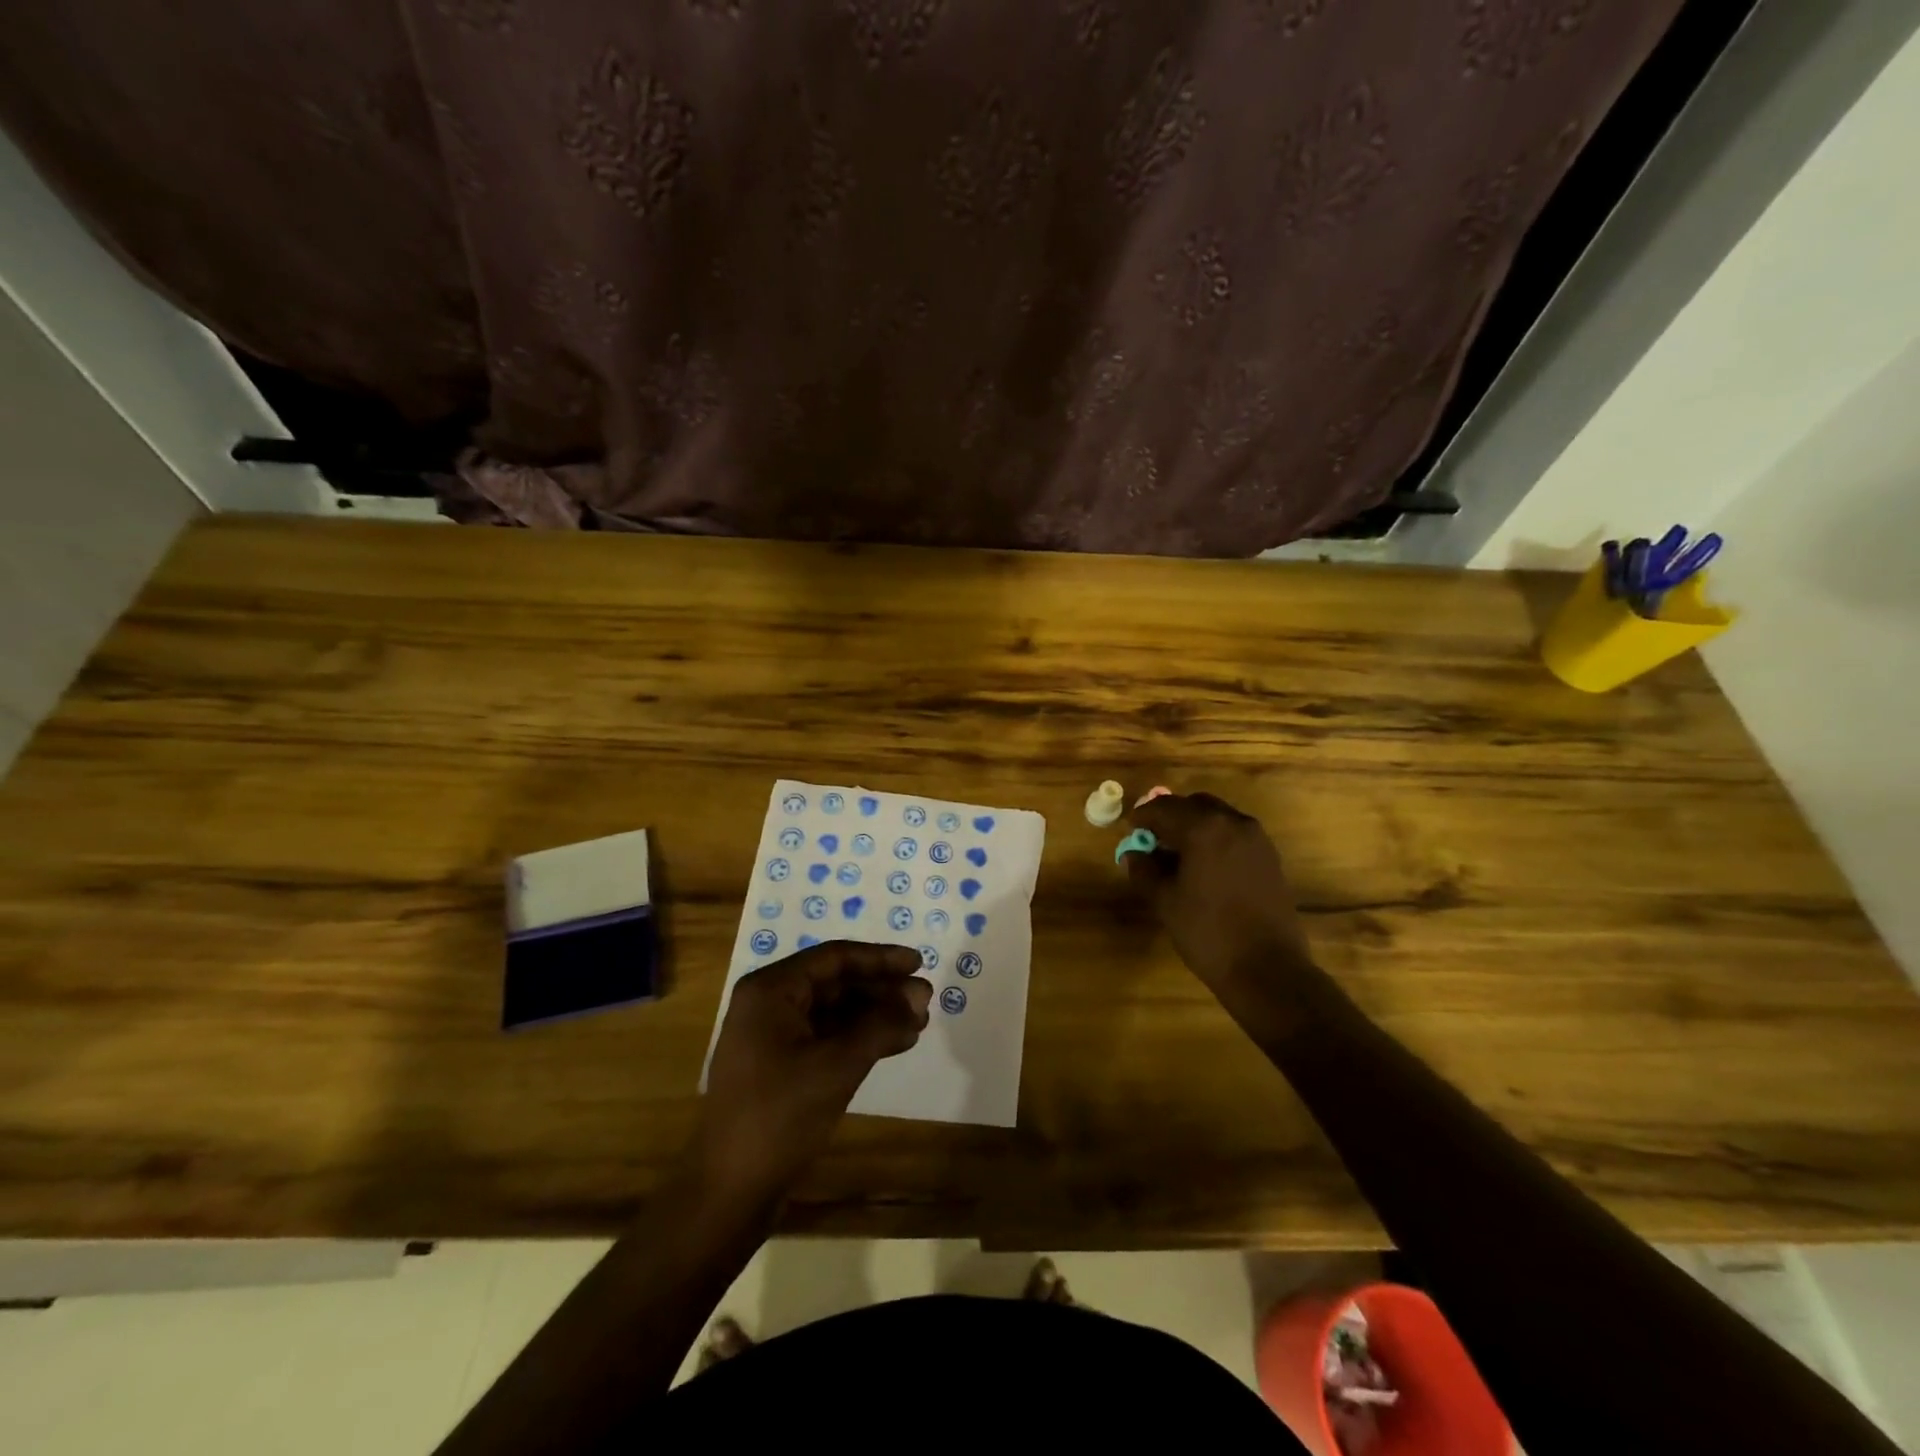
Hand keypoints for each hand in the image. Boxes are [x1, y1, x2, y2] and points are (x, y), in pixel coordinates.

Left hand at [698, 941, 930, 1198]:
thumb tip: (919, 996)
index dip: (880, 958)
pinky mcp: (780, 1066)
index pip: (834, 958)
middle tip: (925, 998)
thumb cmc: (780, 1116)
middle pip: (835, 983)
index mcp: (771, 990)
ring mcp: (772, 1037)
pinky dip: (860, 1038)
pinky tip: (895, 1043)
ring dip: (876, 1015)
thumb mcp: (837, 1065)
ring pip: (835, 1011)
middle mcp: (769, 1004)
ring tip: (919, 1022)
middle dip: (882, 990)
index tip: (918, 963)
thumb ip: (880, 1024)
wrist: (730, 1192)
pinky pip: (827, 1037)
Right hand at [1125, 792, 1312, 1005]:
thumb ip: (1144, 869)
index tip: (1129, 829)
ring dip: (1194, 826)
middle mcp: (1233, 823)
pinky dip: (1215, 839)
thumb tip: (1133, 853)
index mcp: (1204, 828)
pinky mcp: (1270, 857)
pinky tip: (1204, 866)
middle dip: (1170, 817)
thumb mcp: (1165, 901)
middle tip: (1152, 839)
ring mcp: (1257, 839)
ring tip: (1177, 855)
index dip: (1142, 817)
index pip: (1164, 808)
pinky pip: (1235, 834)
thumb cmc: (1207, 932)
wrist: (1267, 969)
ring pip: (1217, 817)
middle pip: (1194, 805)